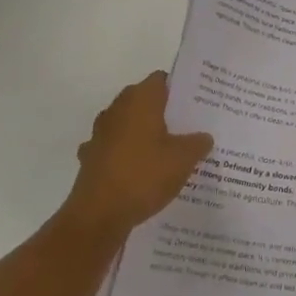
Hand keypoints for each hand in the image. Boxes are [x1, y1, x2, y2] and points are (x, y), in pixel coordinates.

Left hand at [64, 72, 213, 241]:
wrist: (98, 215)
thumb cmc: (144, 176)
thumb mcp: (183, 159)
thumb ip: (197, 143)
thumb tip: (204, 136)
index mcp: (140, 99)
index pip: (161, 79)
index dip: (179, 89)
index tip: (196, 104)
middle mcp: (117, 109)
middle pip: (144, 101)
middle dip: (164, 112)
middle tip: (189, 128)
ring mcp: (100, 133)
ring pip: (129, 125)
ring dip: (144, 134)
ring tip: (168, 152)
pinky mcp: (91, 157)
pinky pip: (116, 149)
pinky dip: (127, 156)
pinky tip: (141, 173)